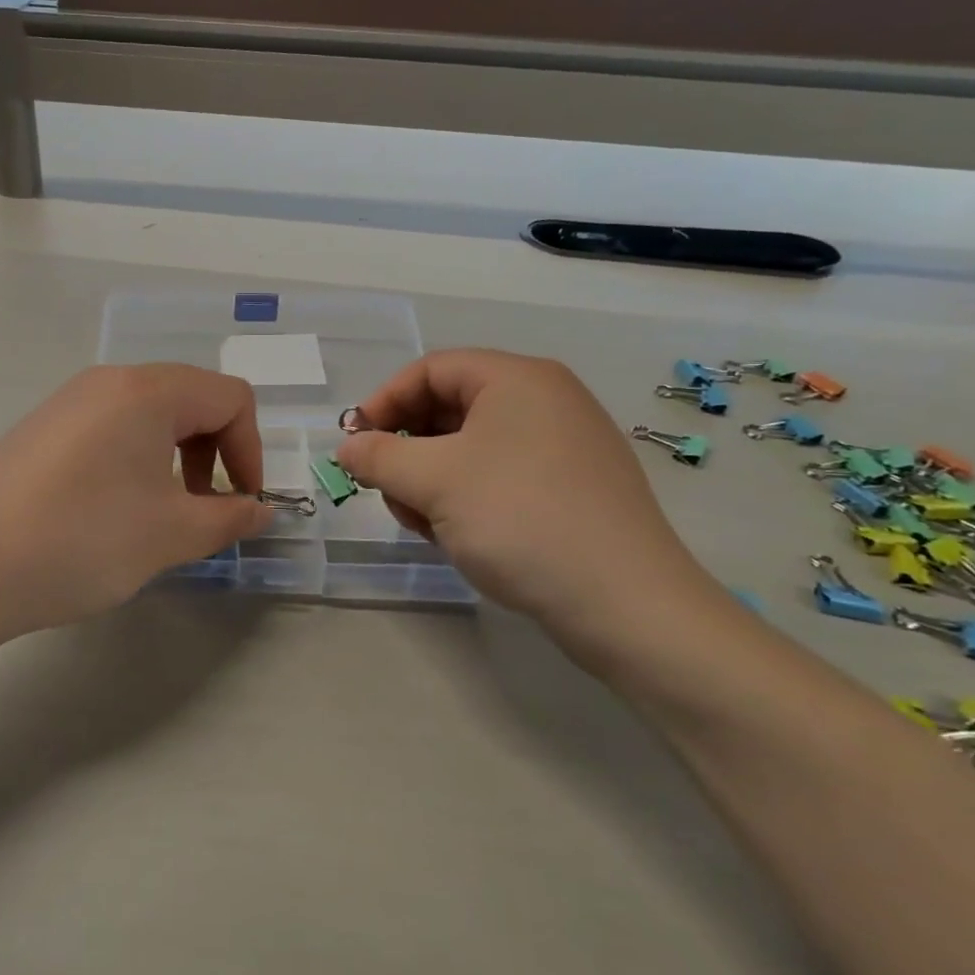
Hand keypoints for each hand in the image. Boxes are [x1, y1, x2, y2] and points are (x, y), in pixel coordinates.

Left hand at [0, 364, 268, 644]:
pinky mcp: (40, 431)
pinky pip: (109, 431)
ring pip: (148, 417)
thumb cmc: (82, 540)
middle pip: (190, 399)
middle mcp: (106, 382)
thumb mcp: (170, 534)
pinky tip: (114, 513)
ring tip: (162, 515)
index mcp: (146, 390)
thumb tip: (263, 511)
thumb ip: (230, 518)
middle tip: (205, 510)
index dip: (252, 450)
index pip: (230, 397)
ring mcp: (67, 403)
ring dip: (176, 460)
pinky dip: (135, 463)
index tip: (243, 504)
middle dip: (216, 453)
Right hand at [336, 349, 716, 665]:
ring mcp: (565, 446)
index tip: (355, 444)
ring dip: (432, 480)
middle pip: (450, 407)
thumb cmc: (520, 520)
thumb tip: (348, 446)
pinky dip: (468, 497)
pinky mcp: (574, 488)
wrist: (626, 605)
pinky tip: (460, 536)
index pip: (430, 370)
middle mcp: (546, 401)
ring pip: (472, 448)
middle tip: (387, 490)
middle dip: (407, 449)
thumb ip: (378, 456)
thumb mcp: (433, 482)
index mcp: (517, 379)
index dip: (383, 402)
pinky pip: (501, 475)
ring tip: (425, 524)